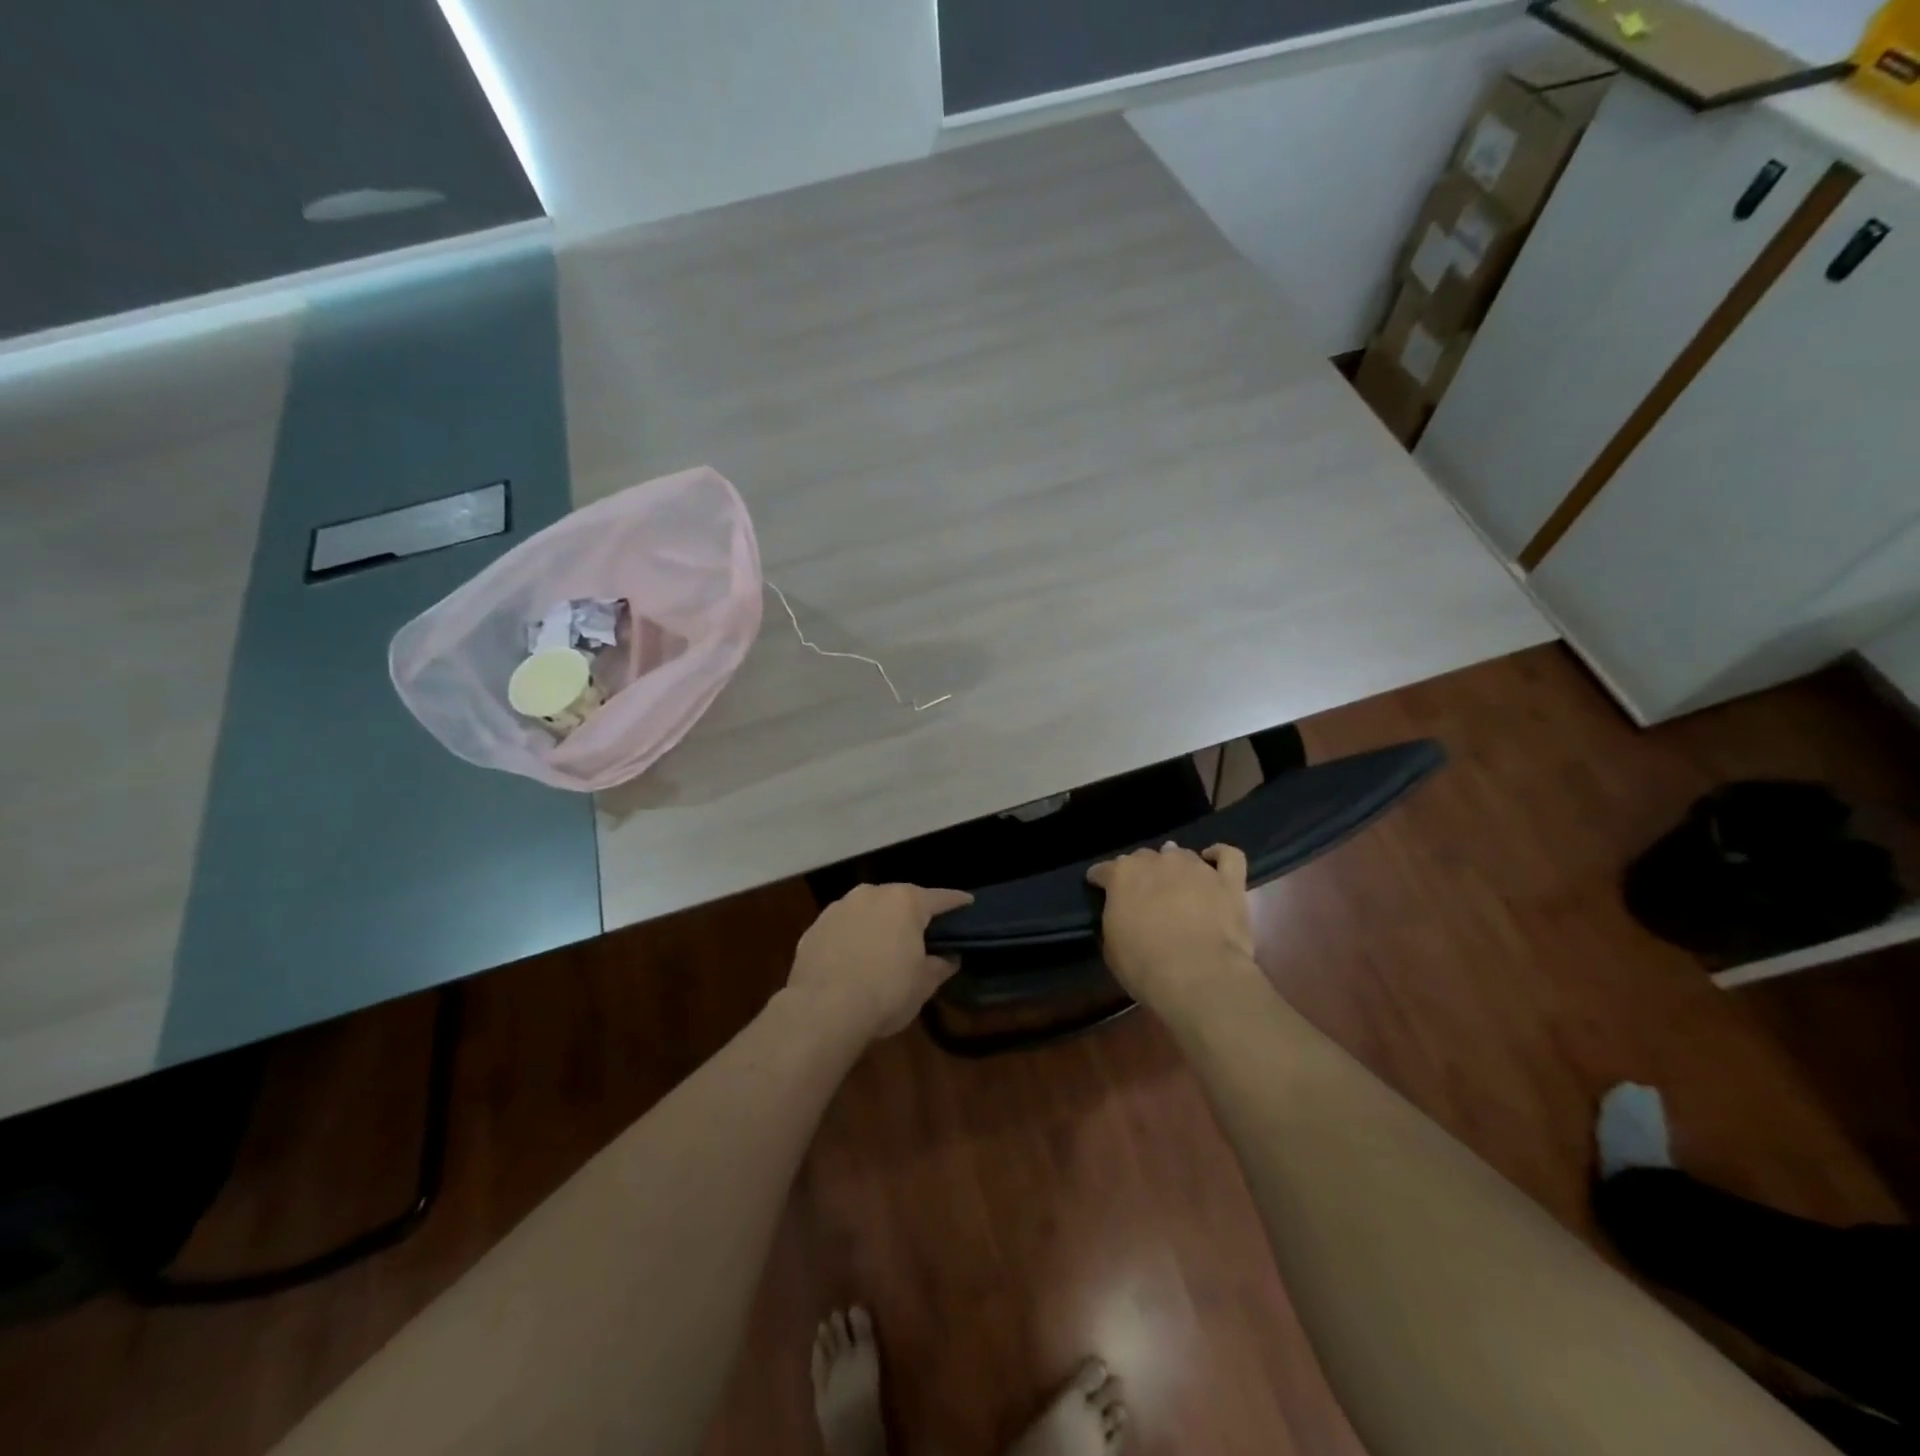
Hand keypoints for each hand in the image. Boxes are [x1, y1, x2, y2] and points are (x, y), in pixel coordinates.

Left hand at [787, 883, 973, 1041]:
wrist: (823, 1010)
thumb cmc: (885, 993)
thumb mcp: (923, 984)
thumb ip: (940, 965)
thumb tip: (950, 958)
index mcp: (905, 902)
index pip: (939, 898)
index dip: (956, 902)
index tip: (967, 902)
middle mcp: (871, 894)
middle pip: (899, 899)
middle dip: (911, 913)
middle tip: (921, 932)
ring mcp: (839, 908)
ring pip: (867, 910)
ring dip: (878, 924)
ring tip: (883, 947)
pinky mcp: (815, 927)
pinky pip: (842, 928)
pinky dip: (851, 938)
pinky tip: (852, 960)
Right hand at [1087, 843, 1260, 1012]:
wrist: (1198, 976)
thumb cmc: (1144, 966)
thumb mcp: (1111, 945)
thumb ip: (1115, 918)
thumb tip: (1123, 911)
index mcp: (1121, 875)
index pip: (1104, 869)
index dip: (1100, 878)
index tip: (1098, 887)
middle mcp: (1157, 862)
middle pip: (1144, 857)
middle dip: (1140, 872)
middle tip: (1143, 894)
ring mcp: (1195, 868)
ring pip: (1181, 854)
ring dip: (1174, 865)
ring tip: (1176, 881)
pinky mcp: (1228, 881)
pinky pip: (1228, 856)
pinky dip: (1220, 855)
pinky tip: (1213, 861)